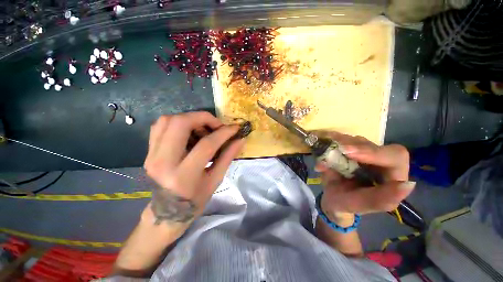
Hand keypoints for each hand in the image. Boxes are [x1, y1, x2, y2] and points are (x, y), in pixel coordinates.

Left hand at [143, 112, 244, 224]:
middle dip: (203, 118)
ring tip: (204, 128)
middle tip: (217, 125)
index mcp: (184, 175)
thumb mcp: (215, 180)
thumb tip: (240, 140)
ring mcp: (152, 155)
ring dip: (190, 118)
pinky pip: (160, 126)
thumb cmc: (195, 200)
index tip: (235, 128)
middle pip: (181, 124)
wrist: (166, 212)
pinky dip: (178, 122)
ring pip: (168, 120)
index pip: (206, 145)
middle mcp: (163, 162)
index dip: (223, 133)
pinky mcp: (148, 151)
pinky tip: (190, 132)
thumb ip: (228, 156)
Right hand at [315, 132, 414, 221]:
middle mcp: (380, 162)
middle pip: (372, 144)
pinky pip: (343, 140)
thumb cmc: (347, 203)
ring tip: (328, 148)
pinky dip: (333, 141)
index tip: (348, 153)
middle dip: (353, 146)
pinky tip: (326, 144)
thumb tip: (408, 184)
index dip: (373, 152)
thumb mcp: (360, 205)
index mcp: (391, 177)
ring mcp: (364, 154)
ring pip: (356, 140)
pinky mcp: (351, 150)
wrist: (332, 197)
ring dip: (341, 142)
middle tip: (337, 149)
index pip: (394, 156)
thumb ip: (381, 199)